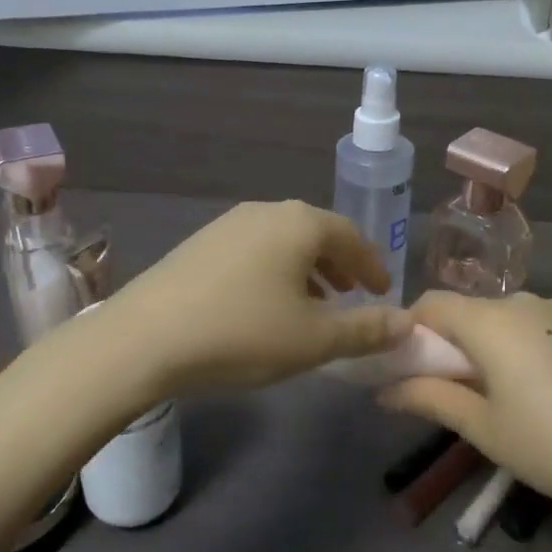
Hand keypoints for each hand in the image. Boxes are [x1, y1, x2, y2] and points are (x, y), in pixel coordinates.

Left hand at [102, 201, 412, 396]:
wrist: (144, 338)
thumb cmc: (242, 332)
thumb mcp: (313, 340)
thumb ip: (366, 330)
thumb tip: (407, 323)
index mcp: (300, 224)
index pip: (351, 236)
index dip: (372, 266)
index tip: (384, 292)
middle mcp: (267, 211)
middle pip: (317, 233)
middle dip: (340, 265)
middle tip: (354, 295)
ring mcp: (229, 224)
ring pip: (284, 242)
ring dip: (307, 269)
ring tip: (315, 304)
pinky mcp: (201, 243)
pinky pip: (255, 250)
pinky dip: (275, 271)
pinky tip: (267, 305)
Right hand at [379, 291, 551, 526]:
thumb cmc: (550, 446)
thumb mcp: (482, 429)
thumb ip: (429, 398)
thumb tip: (383, 390)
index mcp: (489, 321)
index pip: (432, 303)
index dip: (413, 328)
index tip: (410, 365)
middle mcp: (523, 300)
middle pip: (472, 310)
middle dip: (456, 342)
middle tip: (460, 390)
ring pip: (510, 316)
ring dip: (497, 342)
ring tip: (512, 391)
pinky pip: (545, 322)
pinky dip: (534, 342)